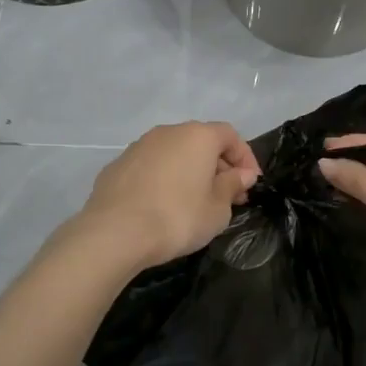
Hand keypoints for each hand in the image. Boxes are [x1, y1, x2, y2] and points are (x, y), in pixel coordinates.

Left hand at [79, 122, 260, 270]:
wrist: (115, 232)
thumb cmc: (177, 218)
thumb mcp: (217, 209)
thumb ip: (232, 186)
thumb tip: (241, 174)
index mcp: (197, 136)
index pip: (230, 135)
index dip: (245, 158)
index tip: (250, 184)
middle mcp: (168, 132)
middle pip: (201, 142)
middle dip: (218, 166)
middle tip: (228, 196)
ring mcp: (139, 147)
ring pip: (174, 153)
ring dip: (189, 172)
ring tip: (195, 202)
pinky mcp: (117, 166)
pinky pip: (151, 167)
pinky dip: (163, 180)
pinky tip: (163, 206)